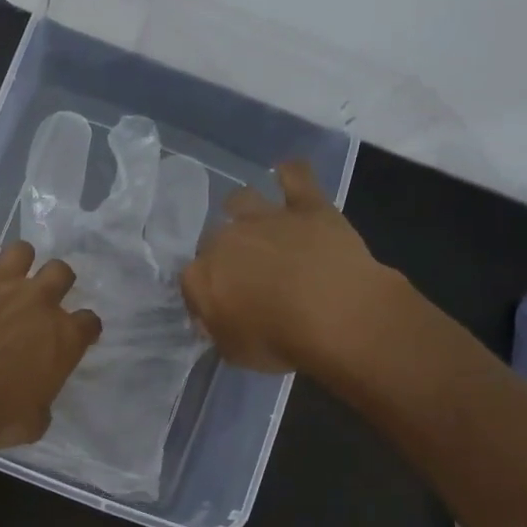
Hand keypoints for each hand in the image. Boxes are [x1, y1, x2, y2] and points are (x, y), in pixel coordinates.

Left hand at [0, 235, 102, 448]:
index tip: (71, 333)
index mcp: (63, 338)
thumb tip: (37, 405)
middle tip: (36, 299)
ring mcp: (1, 279)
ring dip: (17, 262)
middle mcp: (39, 300)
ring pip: (22, 249)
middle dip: (54, 282)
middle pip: (62, 272)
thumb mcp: (29, 425)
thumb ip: (41, 407)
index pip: (89, 322)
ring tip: (2, 276)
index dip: (82, 327)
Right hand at [180, 159, 404, 378]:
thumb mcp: (235, 352)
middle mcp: (223, 239)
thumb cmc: (279, 341)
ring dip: (244, 209)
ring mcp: (264, 217)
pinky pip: (295, 176)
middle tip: (245, 272)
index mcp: (199, 276)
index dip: (205, 293)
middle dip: (224, 252)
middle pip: (213, 239)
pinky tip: (288, 175)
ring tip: (257, 223)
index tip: (220, 307)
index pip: (191, 280)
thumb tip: (213, 320)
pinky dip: (290, 174)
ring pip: (241, 199)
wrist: (335, 314)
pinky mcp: (306, 205)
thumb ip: (218, 331)